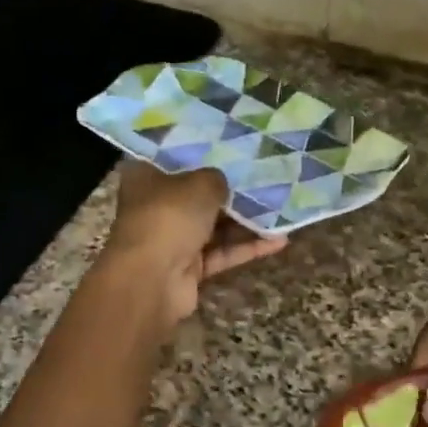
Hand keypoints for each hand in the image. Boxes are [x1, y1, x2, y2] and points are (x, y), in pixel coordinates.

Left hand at [104, 162, 287, 323]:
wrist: (151, 279)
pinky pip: (222, 253)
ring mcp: (172, 239)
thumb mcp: (200, 183)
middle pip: (197, 195)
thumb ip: (216, 178)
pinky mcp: (189, 268)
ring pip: (214, 226)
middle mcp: (156, 206)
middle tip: (266, 176)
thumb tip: (224, 184)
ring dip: (246, 221)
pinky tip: (280, 239)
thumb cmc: (169, 216)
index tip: (232, 146)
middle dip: (230, 190)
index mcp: (146, 178)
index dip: (202, 153)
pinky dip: (248, 247)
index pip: (174, 159)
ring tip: (281, 206)